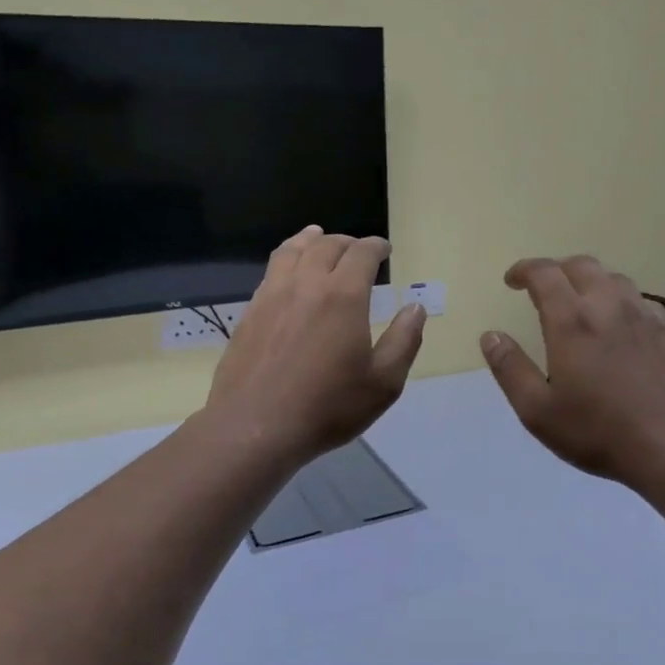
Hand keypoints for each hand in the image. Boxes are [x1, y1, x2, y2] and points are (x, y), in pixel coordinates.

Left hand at [207, 227, 426, 464]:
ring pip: (291, 252)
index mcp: (343, 296)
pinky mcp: (249, 314)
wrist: (256, 427)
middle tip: (358, 249)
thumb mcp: (384, 382)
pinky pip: (270, 272)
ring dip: (310, 240)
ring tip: (317, 237)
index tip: (385, 249)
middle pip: (326, 246)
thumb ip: (404, 340)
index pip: (361, 254)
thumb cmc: (329, 406)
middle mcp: (306, 285)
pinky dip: (286, 259)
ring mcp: (272, 296)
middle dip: (346, 242)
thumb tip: (415, 307)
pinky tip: (288, 273)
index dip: (376, 246)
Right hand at [481, 255, 664, 484]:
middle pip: (582, 266)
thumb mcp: (538, 411)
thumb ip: (511, 370)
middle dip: (557, 270)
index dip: (524, 270)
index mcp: (572, 320)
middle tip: (543, 289)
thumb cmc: (599, 432)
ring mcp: (644, 315)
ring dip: (590, 282)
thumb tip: (491, 336)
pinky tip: (620, 324)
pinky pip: (640, 300)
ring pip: (614, 279)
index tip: (512, 281)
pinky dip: (621, 301)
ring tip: (580, 303)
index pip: (544, 274)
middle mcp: (609, 305)